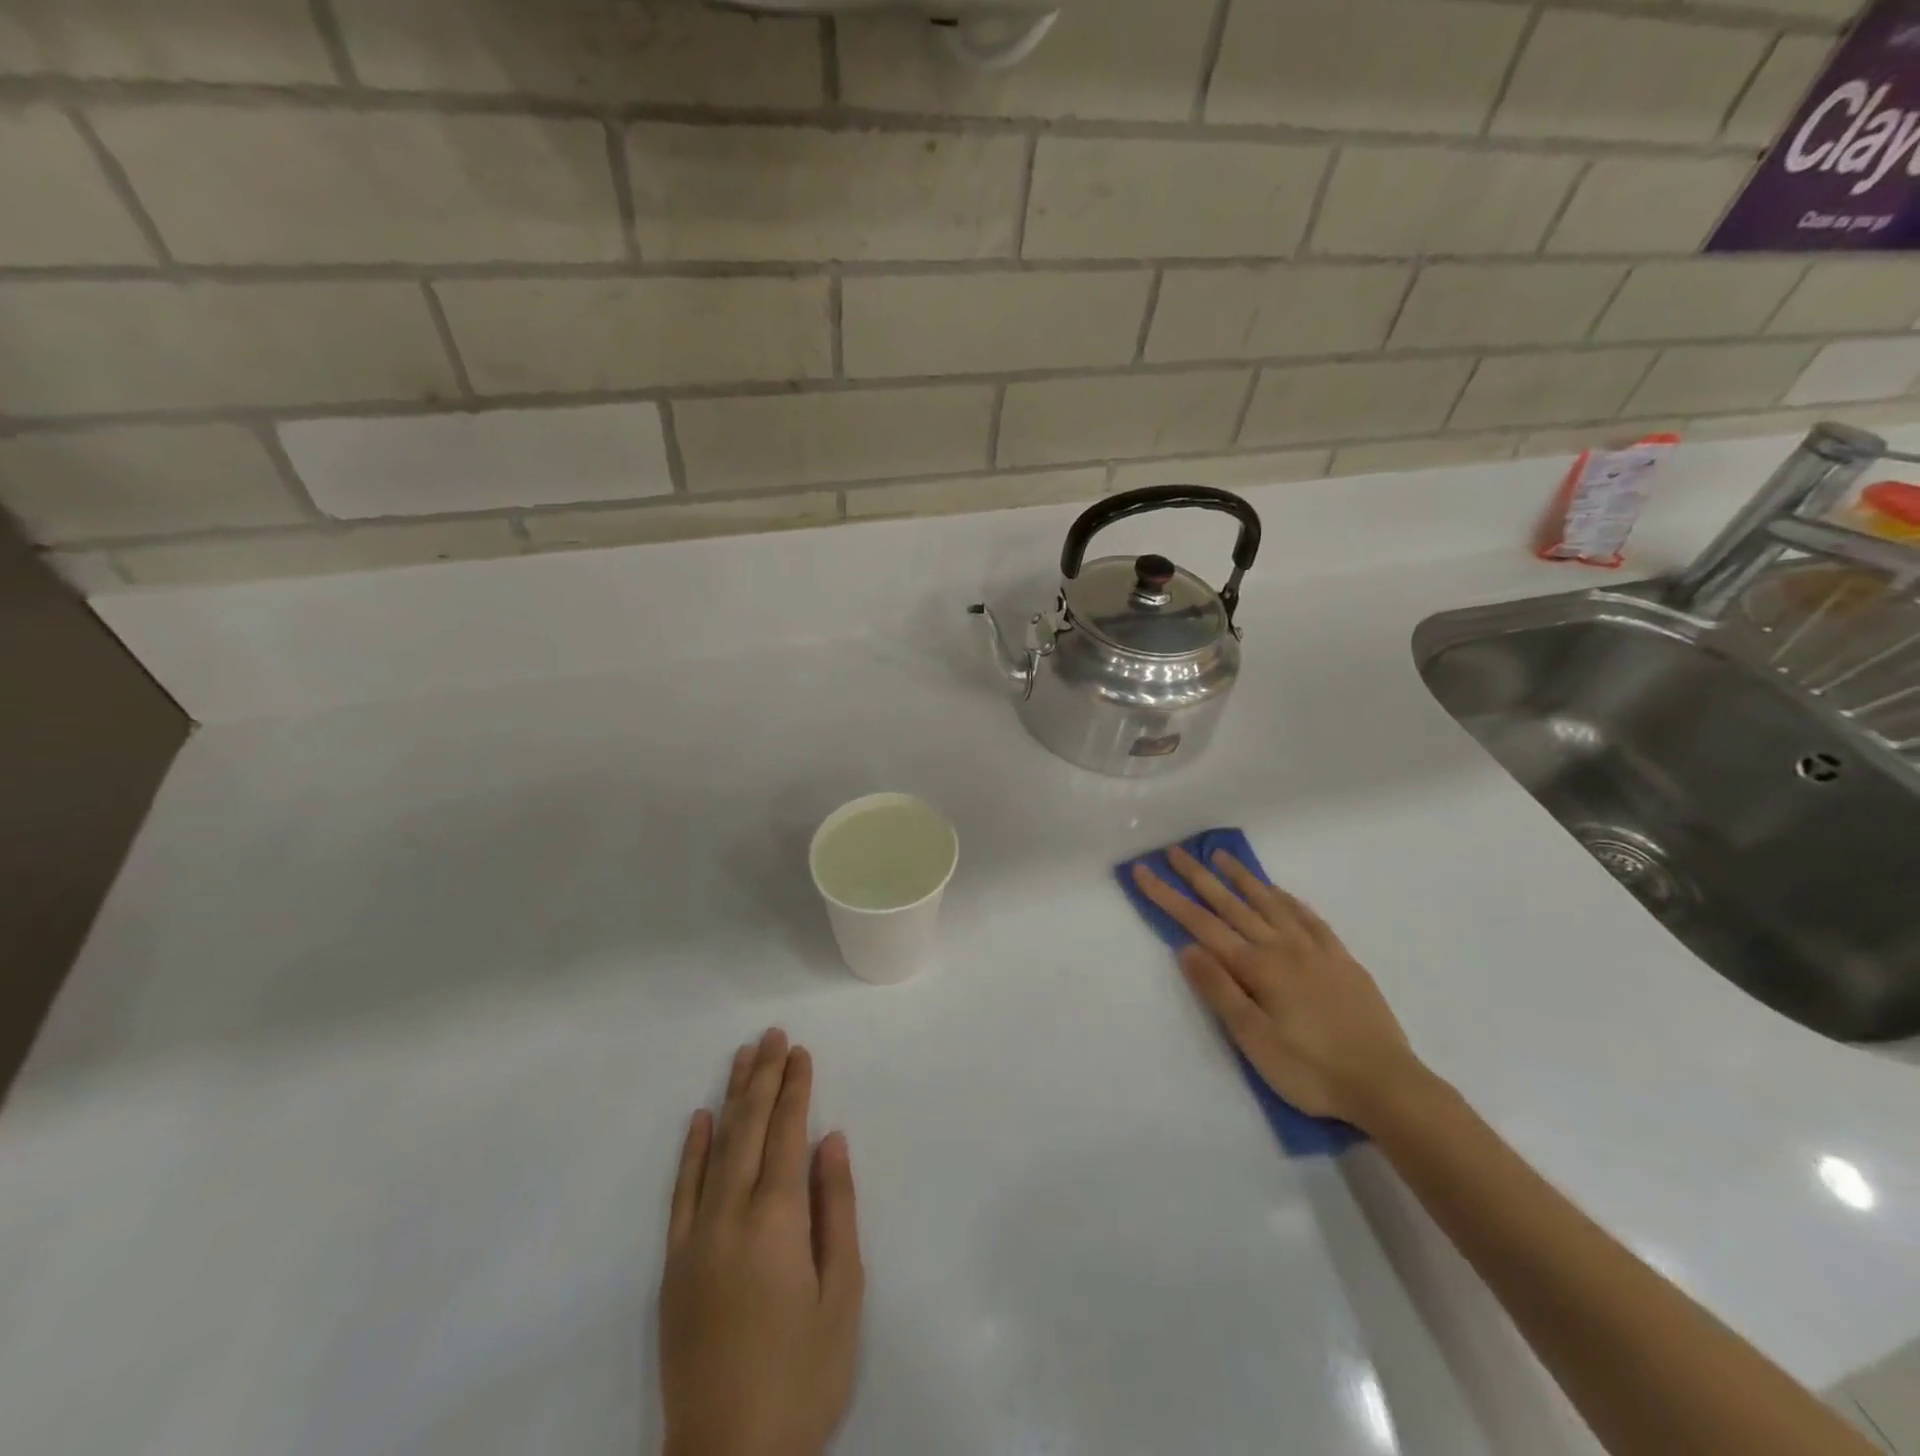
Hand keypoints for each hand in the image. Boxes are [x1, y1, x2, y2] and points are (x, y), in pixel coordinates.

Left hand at [660, 1029, 863, 1455]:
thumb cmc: (803, 1374)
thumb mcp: (842, 1294)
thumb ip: (836, 1209)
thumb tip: (830, 1140)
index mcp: (776, 1220)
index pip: (786, 1133)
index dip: (794, 1088)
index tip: (800, 1051)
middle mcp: (731, 1216)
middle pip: (748, 1128)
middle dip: (763, 1077)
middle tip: (771, 1035)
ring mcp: (696, 1238)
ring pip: (715, 1149)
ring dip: (731, 1098)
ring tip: (742, 1057)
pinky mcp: (674, 1265)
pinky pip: (681, 1193)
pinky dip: (691, 1152)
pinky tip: (700, 1119)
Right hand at [1132, 847, 1422, 1127]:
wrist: (1388, 1085)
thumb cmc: (1311, 1069)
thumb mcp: (1254, 1039)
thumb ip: (1220, 990)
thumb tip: (1186, 947)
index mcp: (1257, 966)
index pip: (1200, 924)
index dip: (1168, 896)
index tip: (1143, 871)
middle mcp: (1282, 947)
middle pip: (1232, 904)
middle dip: (1199, 876)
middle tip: (1175, 851)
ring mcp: (1315, 950)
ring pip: (1270, 903)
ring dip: (1242, 878)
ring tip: (1221, 856)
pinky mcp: (1341, 960)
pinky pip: (1309, 918)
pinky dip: (1288, 899)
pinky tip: (1279, 892)